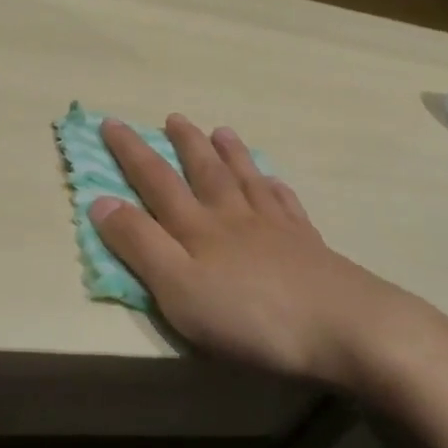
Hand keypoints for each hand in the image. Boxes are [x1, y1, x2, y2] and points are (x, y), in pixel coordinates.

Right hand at [89, 115, 447, 393]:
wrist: (347, 329)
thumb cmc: (250, 315)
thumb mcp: (178, 287)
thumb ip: (139, 244)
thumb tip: (100, 201)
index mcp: (197, 227)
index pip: (155, 180)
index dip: (130, 152)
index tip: (111, 123)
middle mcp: (233, 217)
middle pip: (204, 171)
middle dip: (183, 143)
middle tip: (173, 117)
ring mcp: (275, 229)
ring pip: (246, 180)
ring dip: (230, 154)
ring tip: (221, 130)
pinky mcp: (309, 247)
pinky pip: (286, 205)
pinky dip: (274, 187)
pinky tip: (273, 182)